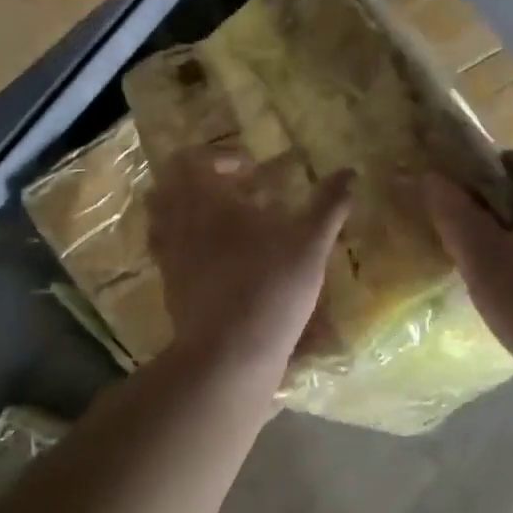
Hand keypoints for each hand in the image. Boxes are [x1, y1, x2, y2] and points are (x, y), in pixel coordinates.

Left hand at [147, 148, 353, 379]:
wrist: (229, 353)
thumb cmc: (271, 288)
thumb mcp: (310, 243)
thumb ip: (328, 204)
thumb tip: (350, 172)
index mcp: (206, 200)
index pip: (193, 159)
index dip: (222, 158)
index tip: (253, 173)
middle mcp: (178, 221)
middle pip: (170, 183)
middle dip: (201, 179)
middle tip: (235, 192)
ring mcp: (168, 253)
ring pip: (162, 215)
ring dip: (187, 207)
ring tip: (221, 219)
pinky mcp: (168, 282)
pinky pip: (165, 247)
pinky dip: (183, 238)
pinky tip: (214, 254)